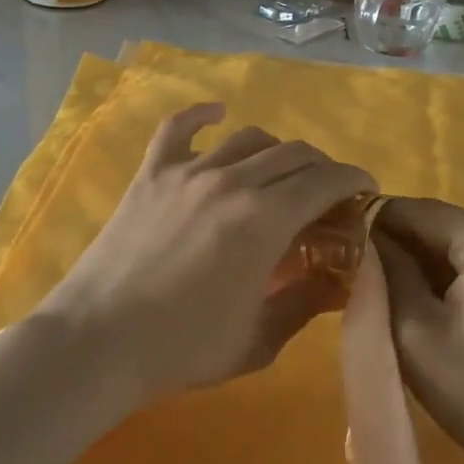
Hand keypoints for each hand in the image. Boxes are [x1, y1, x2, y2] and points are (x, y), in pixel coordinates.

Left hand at [39, 104, 374, 403]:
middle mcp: (232, 182)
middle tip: (326, 194)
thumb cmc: (183, 348)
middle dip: (321, 168)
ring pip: (248, 139)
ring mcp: (187, 172)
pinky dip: (201, 115)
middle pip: (293, 154)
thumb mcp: (259, 339)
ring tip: (280, 173)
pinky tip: (217, 114)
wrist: (98, 342)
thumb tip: (338, 282)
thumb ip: (305, 303)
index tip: (365, 190)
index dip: (353, 180)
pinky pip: (178, 128)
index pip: (325, 181)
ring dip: (276, 150)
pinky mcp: (151, 174)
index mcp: (265, 220)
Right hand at [372, 198, 463, 463]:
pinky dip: (450, 273)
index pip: (417, 210)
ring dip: (422, 260)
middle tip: (360, 276)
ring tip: (388, 292)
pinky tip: (428, 303)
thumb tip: (364, 234)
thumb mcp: (414, 331)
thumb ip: (386, 271)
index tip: (339, 246)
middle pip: (440, 223)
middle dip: (398, 245)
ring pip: (458, 241)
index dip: (373, 223)